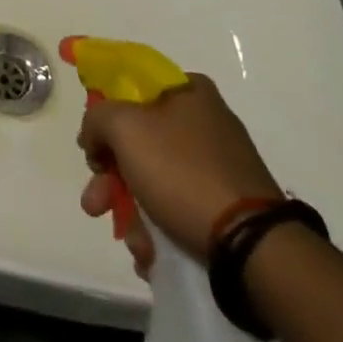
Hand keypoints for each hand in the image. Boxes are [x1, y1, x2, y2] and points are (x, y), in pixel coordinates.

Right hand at [78, 73, 280, 269]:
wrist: (251, 245)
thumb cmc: (182, 172)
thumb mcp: (124, 127)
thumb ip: (97, 118)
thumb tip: (95, 136)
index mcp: (189, 91)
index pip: (131, 89)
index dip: (104, 115)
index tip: (92, 147)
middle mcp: (206, 121)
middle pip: (138, 140)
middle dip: (110, 177)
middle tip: (94, 203)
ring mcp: (218, 164)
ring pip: (154, 179)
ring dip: (132, 211)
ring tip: (133, 242)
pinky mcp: (227, 204)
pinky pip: (178, 206)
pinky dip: (159, 228)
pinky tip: (152, 252)